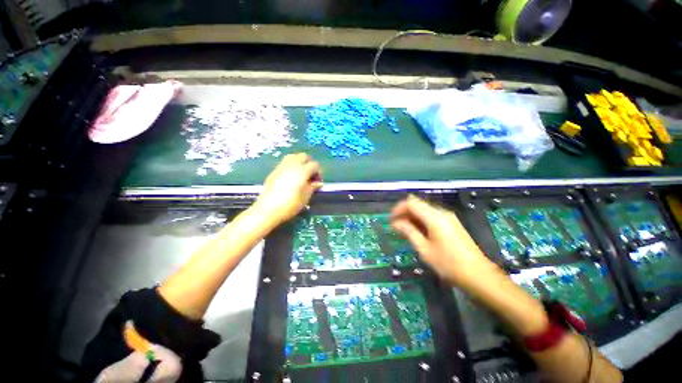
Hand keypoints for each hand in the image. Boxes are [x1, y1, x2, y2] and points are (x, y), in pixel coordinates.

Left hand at [254, 153, 322, 223]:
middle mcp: (292, 165)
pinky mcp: (274, 171)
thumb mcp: (305, 197)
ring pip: (293, 156)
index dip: (319, 172)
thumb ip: (313, 187)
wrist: (268, 209)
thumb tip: (319, 183)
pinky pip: (285, 163)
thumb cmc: (290, 204)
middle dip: (309, 163)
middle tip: (310, 175)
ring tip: (300, 174)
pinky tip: (290, 177)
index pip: (314, 165)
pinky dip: (291, 166)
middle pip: (304, 156)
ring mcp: (282, 167)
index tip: (318, 181)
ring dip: (299, 162)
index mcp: (302, 171)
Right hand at [391, 195, 501, 289]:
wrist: (479, 276)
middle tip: (396, 228)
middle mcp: (441, 213)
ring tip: (405, 232)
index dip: (398, 209)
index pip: (411, 203)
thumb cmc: (449, 264)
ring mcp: (448, 218)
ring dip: (412, 218)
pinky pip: (432, 217)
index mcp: (434, 217)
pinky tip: (419, 233)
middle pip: (418, 205)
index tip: (391, 220)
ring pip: (424, 210)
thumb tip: (395, 223)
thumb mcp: (424, 249)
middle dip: (404, 214)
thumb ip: (409, 232)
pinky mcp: (452, 224)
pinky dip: (422, 221)